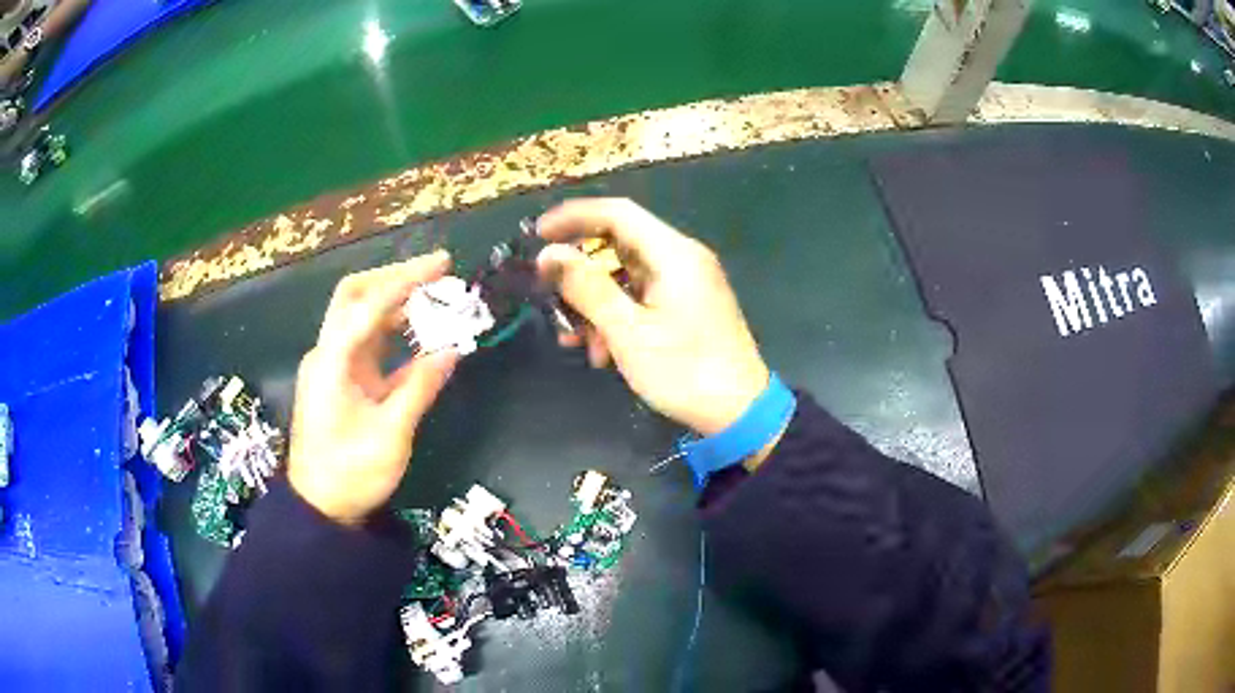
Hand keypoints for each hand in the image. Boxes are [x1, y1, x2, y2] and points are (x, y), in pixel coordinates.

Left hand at [288, 252, 459, 523]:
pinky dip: (396, 332)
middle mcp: (328, 353)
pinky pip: (369, 344)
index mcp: (332, 362)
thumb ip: (419, 389)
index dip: (405, 280)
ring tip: (437, 295)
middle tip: (436, 271)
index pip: (368, 305)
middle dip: (395, 276)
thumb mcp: (390, 436)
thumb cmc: (350, 475)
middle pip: (355, 296)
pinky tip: (423, 333)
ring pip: (362, 316)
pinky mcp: (342, 380)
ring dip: (397, 301)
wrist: (319, 508)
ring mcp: (333, 366)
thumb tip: (452, 351)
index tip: (442, 265)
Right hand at [537, 198, 769, 435]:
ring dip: (594, 302)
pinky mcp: (686, 306)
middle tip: (549, 295)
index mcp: (673, 254)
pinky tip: (602, 352)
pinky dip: (616, 316)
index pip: (617, 213)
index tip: (536, 234)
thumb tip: (550, 254)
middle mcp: (682, 259)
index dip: (573, 217)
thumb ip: (587, 288)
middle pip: (619, 244)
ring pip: (626, 276)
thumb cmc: (684, 371)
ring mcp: (686, 283)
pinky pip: (641, 297)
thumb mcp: (628, 332)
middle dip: (580, 271)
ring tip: (573, 338)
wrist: (739, 412)